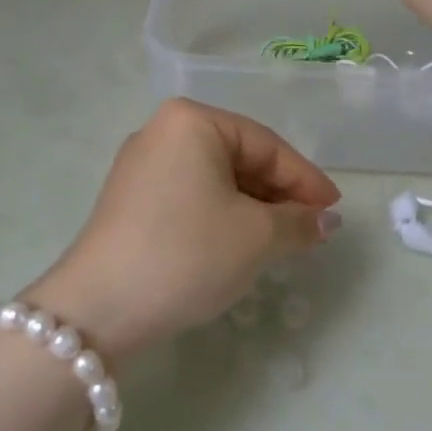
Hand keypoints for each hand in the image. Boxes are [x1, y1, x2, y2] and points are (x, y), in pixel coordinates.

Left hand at [24, 100, 341, 361]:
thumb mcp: (255, 237)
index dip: (305, 179)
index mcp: (191, 120)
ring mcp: (141, 164)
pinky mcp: (130, 199)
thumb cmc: (187, 254)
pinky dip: (221, 214)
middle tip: (311, 228)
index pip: (265, 145)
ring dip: (252, 207)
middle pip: (239, 157)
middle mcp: (162, 130)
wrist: (97, 310)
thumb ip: (299, 221)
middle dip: (278, 194)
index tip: (334, 210)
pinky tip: (239, 242)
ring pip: (214, 178)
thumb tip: (326, 220)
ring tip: (281, 239)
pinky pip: (190, 194)